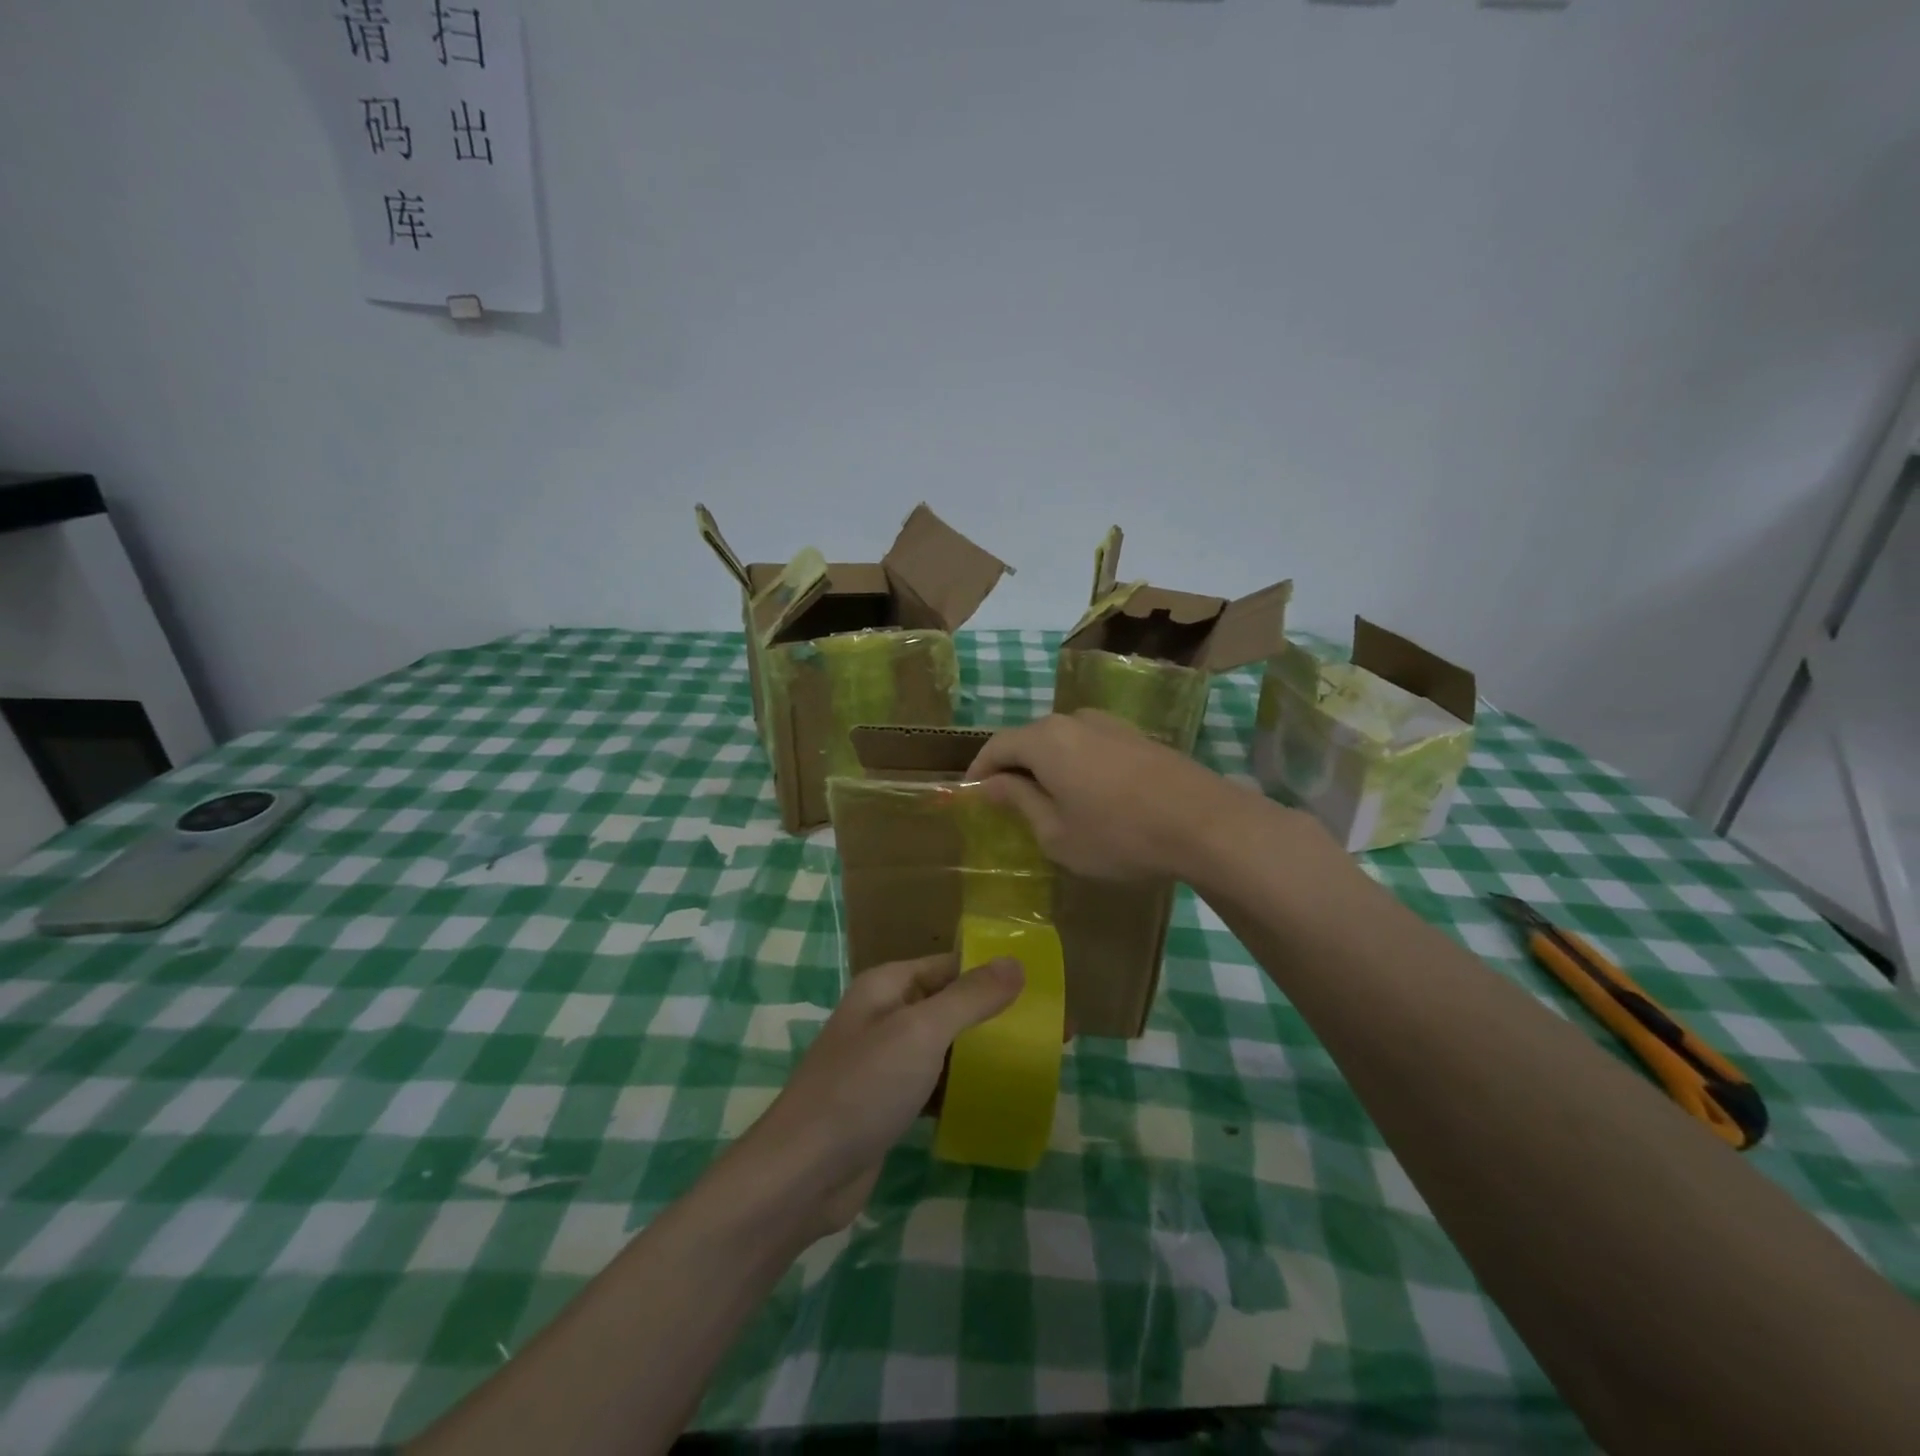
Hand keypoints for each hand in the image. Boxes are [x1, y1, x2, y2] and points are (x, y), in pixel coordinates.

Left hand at [747, 953, 1023, 1234]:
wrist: (802, 1174)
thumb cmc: (862, 1088)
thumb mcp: (921, 1033)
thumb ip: (970, 997)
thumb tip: (1016, 962)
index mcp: (888, 985)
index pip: (950, 965)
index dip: (994, 972)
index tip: (1043, 988)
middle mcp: (885, 1015)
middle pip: (950, 1005)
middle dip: (996, 1016)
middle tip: (1050, 1033)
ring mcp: (884, 1062)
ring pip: (944, 1048)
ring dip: (981, 1054)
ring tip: (1033, 1064)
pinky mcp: (887, 1104)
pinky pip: (934, 1085)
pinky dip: (961, 1089)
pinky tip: (994, 1102)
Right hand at [967, 709, 1266, 880]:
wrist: (1204, 822)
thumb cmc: (1119, 834)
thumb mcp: (1056, 832)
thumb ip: (1018, 801)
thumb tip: (989, 784)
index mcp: (1045, 739)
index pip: (996, 746)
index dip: (978, 771)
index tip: (970, 796)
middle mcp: (1074, 719)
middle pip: (1029, 738)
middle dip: (1012, 767)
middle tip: (1006, 803)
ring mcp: (1110, 724)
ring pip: (1061, 741)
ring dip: (1045, 766)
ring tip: (1046, 801)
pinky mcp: (1137, 736)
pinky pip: (1089, 746)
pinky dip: (1075, 765)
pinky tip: (1087, 795)